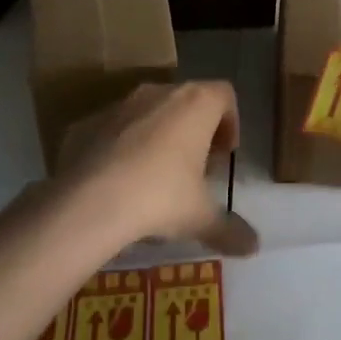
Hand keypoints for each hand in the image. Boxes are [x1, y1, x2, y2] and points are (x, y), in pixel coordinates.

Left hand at [57, 82, 258, 256]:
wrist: (87, 202)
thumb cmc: (160, 196)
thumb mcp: (201, 217)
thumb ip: (230, 229)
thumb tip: (254, 247)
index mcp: (195, 104)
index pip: (224, 95)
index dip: (230, 121)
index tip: (225, 154)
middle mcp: (159, 93)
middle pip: (186, 100)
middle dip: (194, 129)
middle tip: (195, 166)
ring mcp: (119, 105)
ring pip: (148, 112)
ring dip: (157, 135)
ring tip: (155, 175)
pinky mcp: (85, 123)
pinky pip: (112, 130)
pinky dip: (120, 147)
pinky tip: (117, 181)